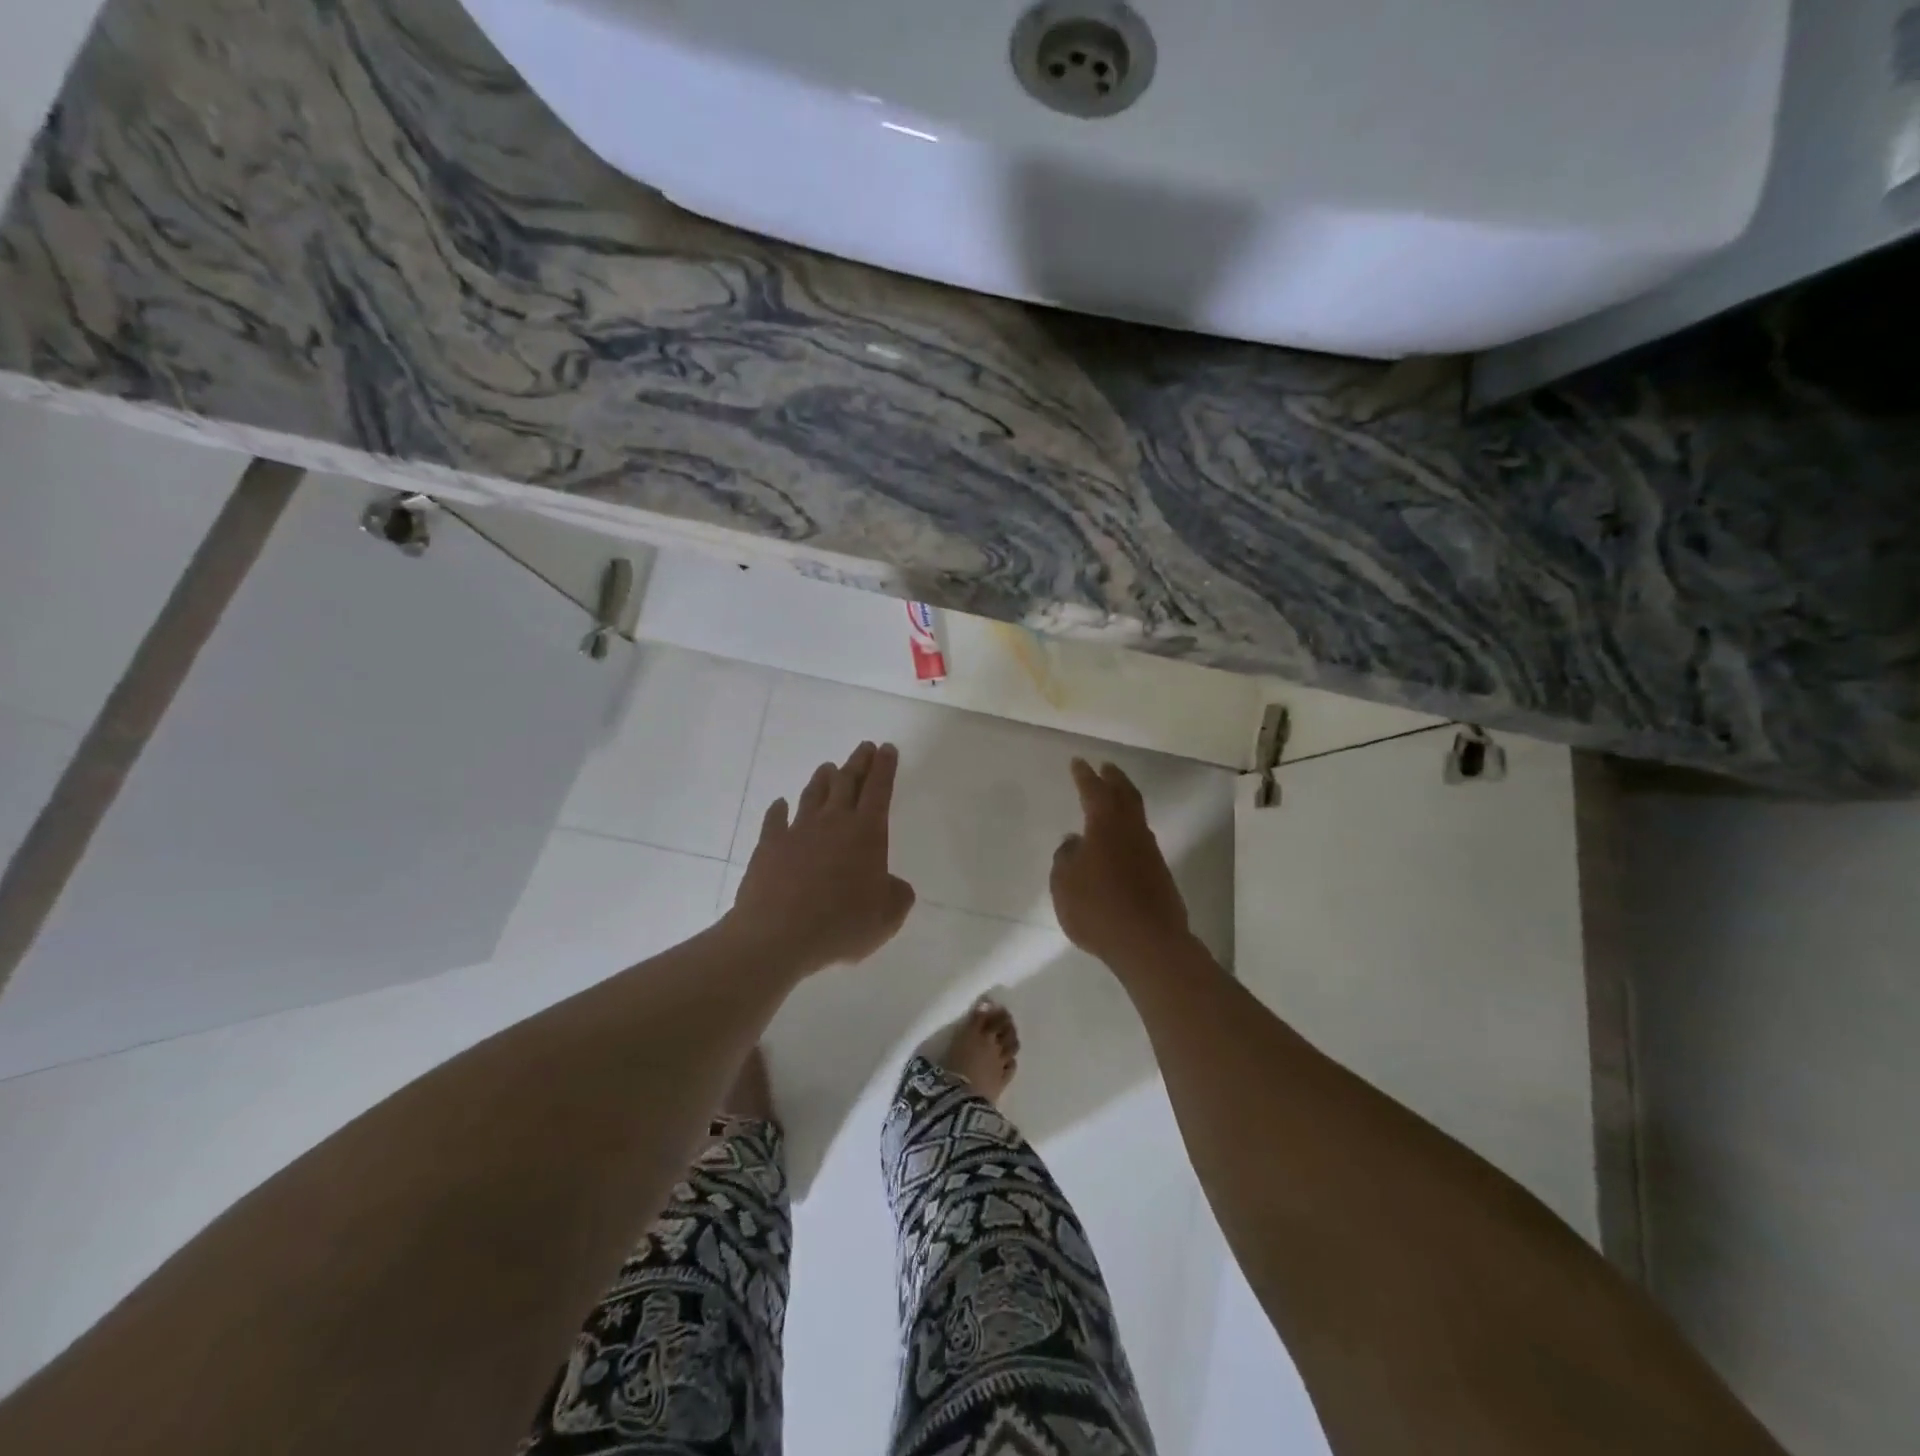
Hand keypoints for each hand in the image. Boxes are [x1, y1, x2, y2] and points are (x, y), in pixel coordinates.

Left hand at [725, 741, 915, 976]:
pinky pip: (775, 820)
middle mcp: (833, 822)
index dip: (885, 767)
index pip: (879, 790)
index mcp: (866, 833)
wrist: (777, 936)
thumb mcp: (887, 917)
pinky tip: (780, 804)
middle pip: (847, 782)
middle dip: (858, 763)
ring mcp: (797, 831)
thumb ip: (897, 895)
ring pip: (813, 794)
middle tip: (864, 747)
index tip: (887, 748)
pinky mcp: (769, 846)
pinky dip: (778, 810)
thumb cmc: (840, 925)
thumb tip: (892, 884)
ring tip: (828, 767)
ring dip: (823, 779)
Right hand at [1051, 758, 1191, 968]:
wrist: (1149, 943)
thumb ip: (1065, 858)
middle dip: (1114, 779)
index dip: (1084, 776)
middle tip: (1106, 767)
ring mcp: (1150, 853)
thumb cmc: (1098, 908)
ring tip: (1114, 801)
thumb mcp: (1064, 883)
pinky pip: (1141, 841)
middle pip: (1125, 795)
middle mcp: (1131, 832)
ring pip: (1137, 817)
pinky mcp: (1159, 875)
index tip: (1078, 762)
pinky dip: (1129, 831)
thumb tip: (1074, 843)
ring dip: (1125, 803)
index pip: (1094, 791)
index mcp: (1105, 826)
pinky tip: (1120, 843)